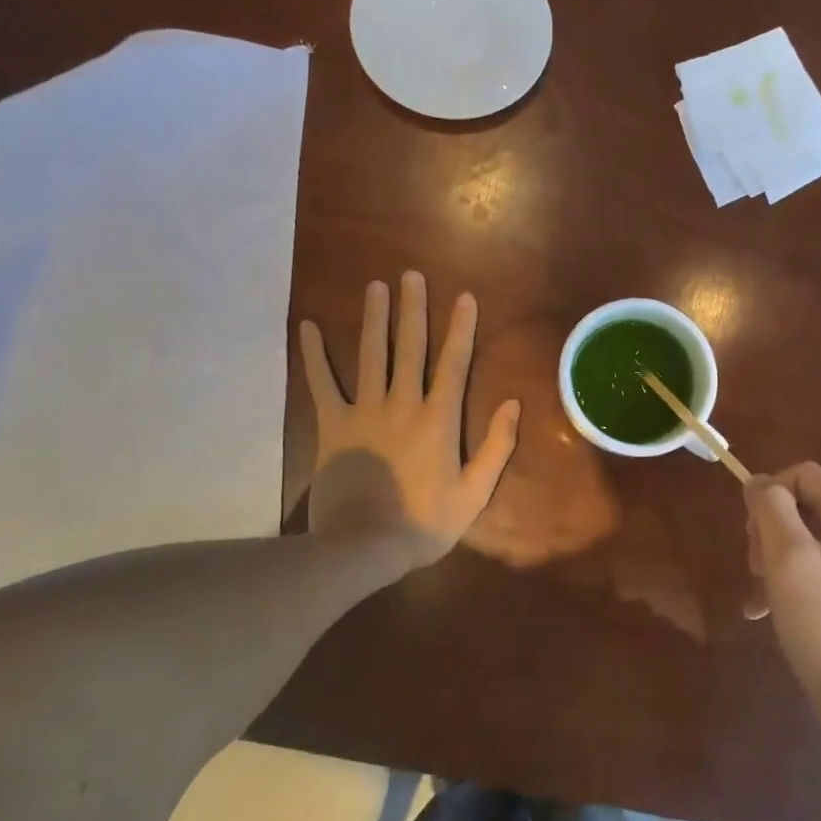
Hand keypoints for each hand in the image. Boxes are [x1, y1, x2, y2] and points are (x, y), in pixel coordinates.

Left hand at [300, 272, 520, 568]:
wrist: (363, 545)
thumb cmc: (424, 523)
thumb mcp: (474, 492)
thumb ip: (496, 447)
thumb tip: (512, 404)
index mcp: (438, 419)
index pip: (453, 363)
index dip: (460, 328)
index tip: (464, 297)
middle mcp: (402, 404)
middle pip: (409, 348)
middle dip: (412, 309)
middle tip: (410, 275)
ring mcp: (364, 411)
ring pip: (370, 355)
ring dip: (374, 318)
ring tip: (375, 286)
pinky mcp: (333, 425)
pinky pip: (322, 384)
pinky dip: (314, 356)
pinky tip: (308, 327)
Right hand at [745, 463, 820, 716]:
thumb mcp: (788, 558)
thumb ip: (770, 508)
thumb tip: (758, 482)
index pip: (802, 475)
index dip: (769, 495)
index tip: (751, 535)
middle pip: (802, 505)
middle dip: (768, 531)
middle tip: (755, 568)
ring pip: (802, 538)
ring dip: (772, 560)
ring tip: (759, 595)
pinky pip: (814, 567)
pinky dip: (787, 582)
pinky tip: (765, 611)